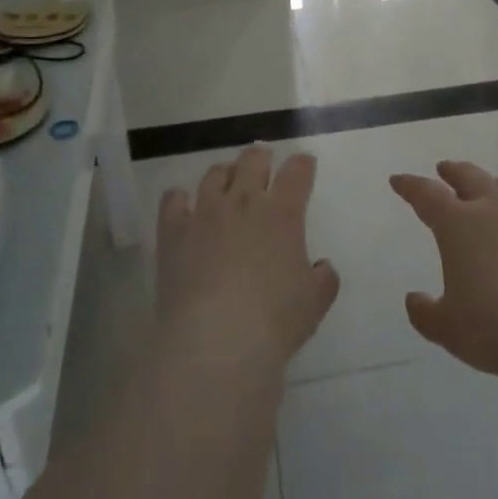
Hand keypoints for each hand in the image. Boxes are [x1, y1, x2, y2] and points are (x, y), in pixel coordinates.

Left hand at [156, 146, 339, 372]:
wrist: (215, 341)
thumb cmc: (273, 320)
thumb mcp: (315, 303)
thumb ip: (323, 278)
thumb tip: (321, 267)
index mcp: (283, 212)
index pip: (297, 171)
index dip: (303, 164)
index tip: (304, 165)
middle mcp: (243, 201)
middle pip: (253, 159)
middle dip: (262, 157)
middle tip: (264, 165)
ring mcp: (205, 212)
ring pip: (215, 173)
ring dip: (225, 173)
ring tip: (227, 183)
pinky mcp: (173, 231)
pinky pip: (173, 199)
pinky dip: (180, 198)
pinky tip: (184, 206)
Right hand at [391, 161, 497, 382]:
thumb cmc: (496, 326)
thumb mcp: (448, 329)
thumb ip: (425, 313)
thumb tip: (413, 299)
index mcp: (457, 225)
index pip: (426, 195)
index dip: (410, 186)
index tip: (398, 180)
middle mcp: (492, 209)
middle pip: (469, 177)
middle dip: (453, 172)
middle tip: (444, 169)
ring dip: (491, 184)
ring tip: (488, 188)